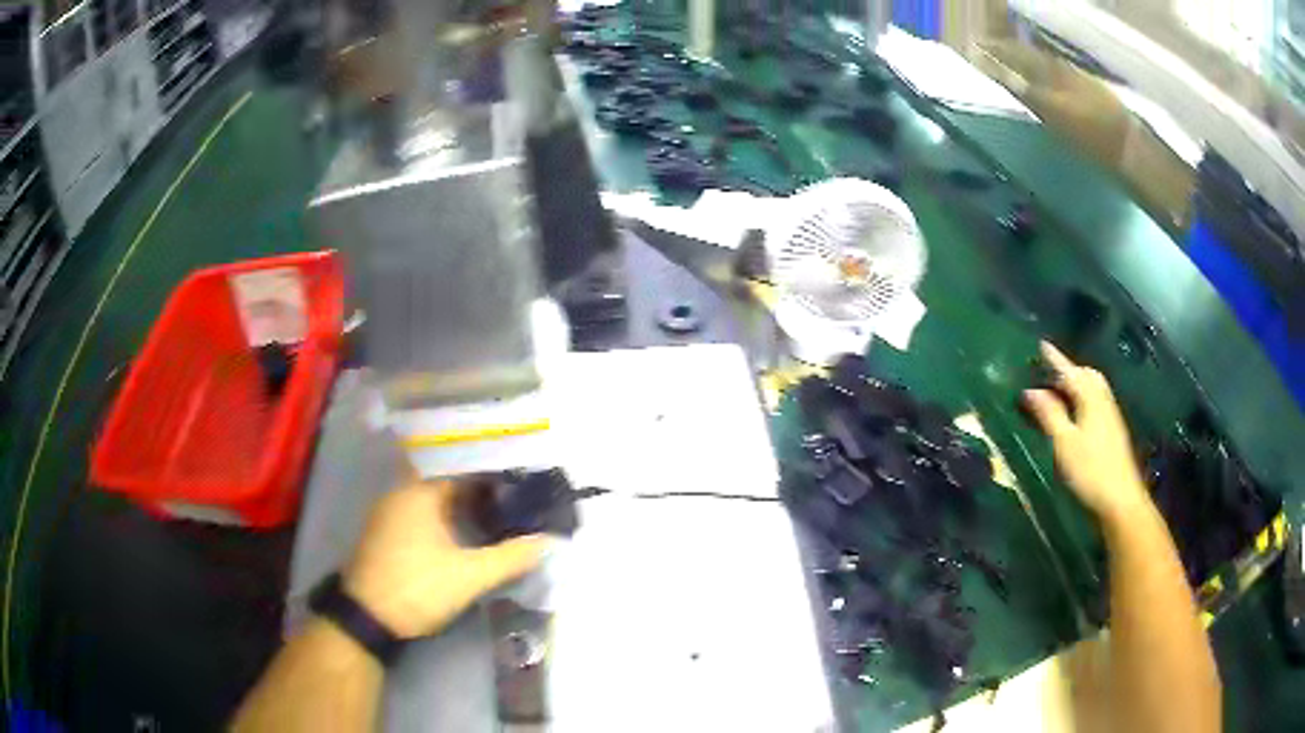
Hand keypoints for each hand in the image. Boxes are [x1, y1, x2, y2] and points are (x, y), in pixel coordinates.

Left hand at [343, 479, 549, 638]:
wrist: (367, 617)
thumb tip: (548, 541)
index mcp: (420, 492)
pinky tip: (464, 536)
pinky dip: (444, 519)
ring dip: (462, 507)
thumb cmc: (418, 587)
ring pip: (434, 500)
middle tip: (516, 503)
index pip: (464, 469)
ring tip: (497, 518)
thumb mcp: (469, 576)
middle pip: (448, 483)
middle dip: (481, 492)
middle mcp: (401, 493)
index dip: (495, 476)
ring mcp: (389, 513)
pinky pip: (421, 514)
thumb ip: (510, 557)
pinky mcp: (386, 533)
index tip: (524, 485)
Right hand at [1022, 341, 1150, 523]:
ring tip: (1059, 391)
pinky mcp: (1112, 431)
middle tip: (1049, 371)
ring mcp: (1110, 416)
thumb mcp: (1064, 443)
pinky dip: (1083, 399)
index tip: (1040, 344)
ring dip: (1076, 385)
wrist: (1121, 499)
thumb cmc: (1090, 470)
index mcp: (1091, 398)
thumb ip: (1049, 415)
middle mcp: (1103, 400)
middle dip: (1068, 370)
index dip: (1055, 359)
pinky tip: (1075, 413)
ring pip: (1093, 389)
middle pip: (1086, 376)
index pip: (1070, 371)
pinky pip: (1095, 402)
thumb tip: (1031, 391)